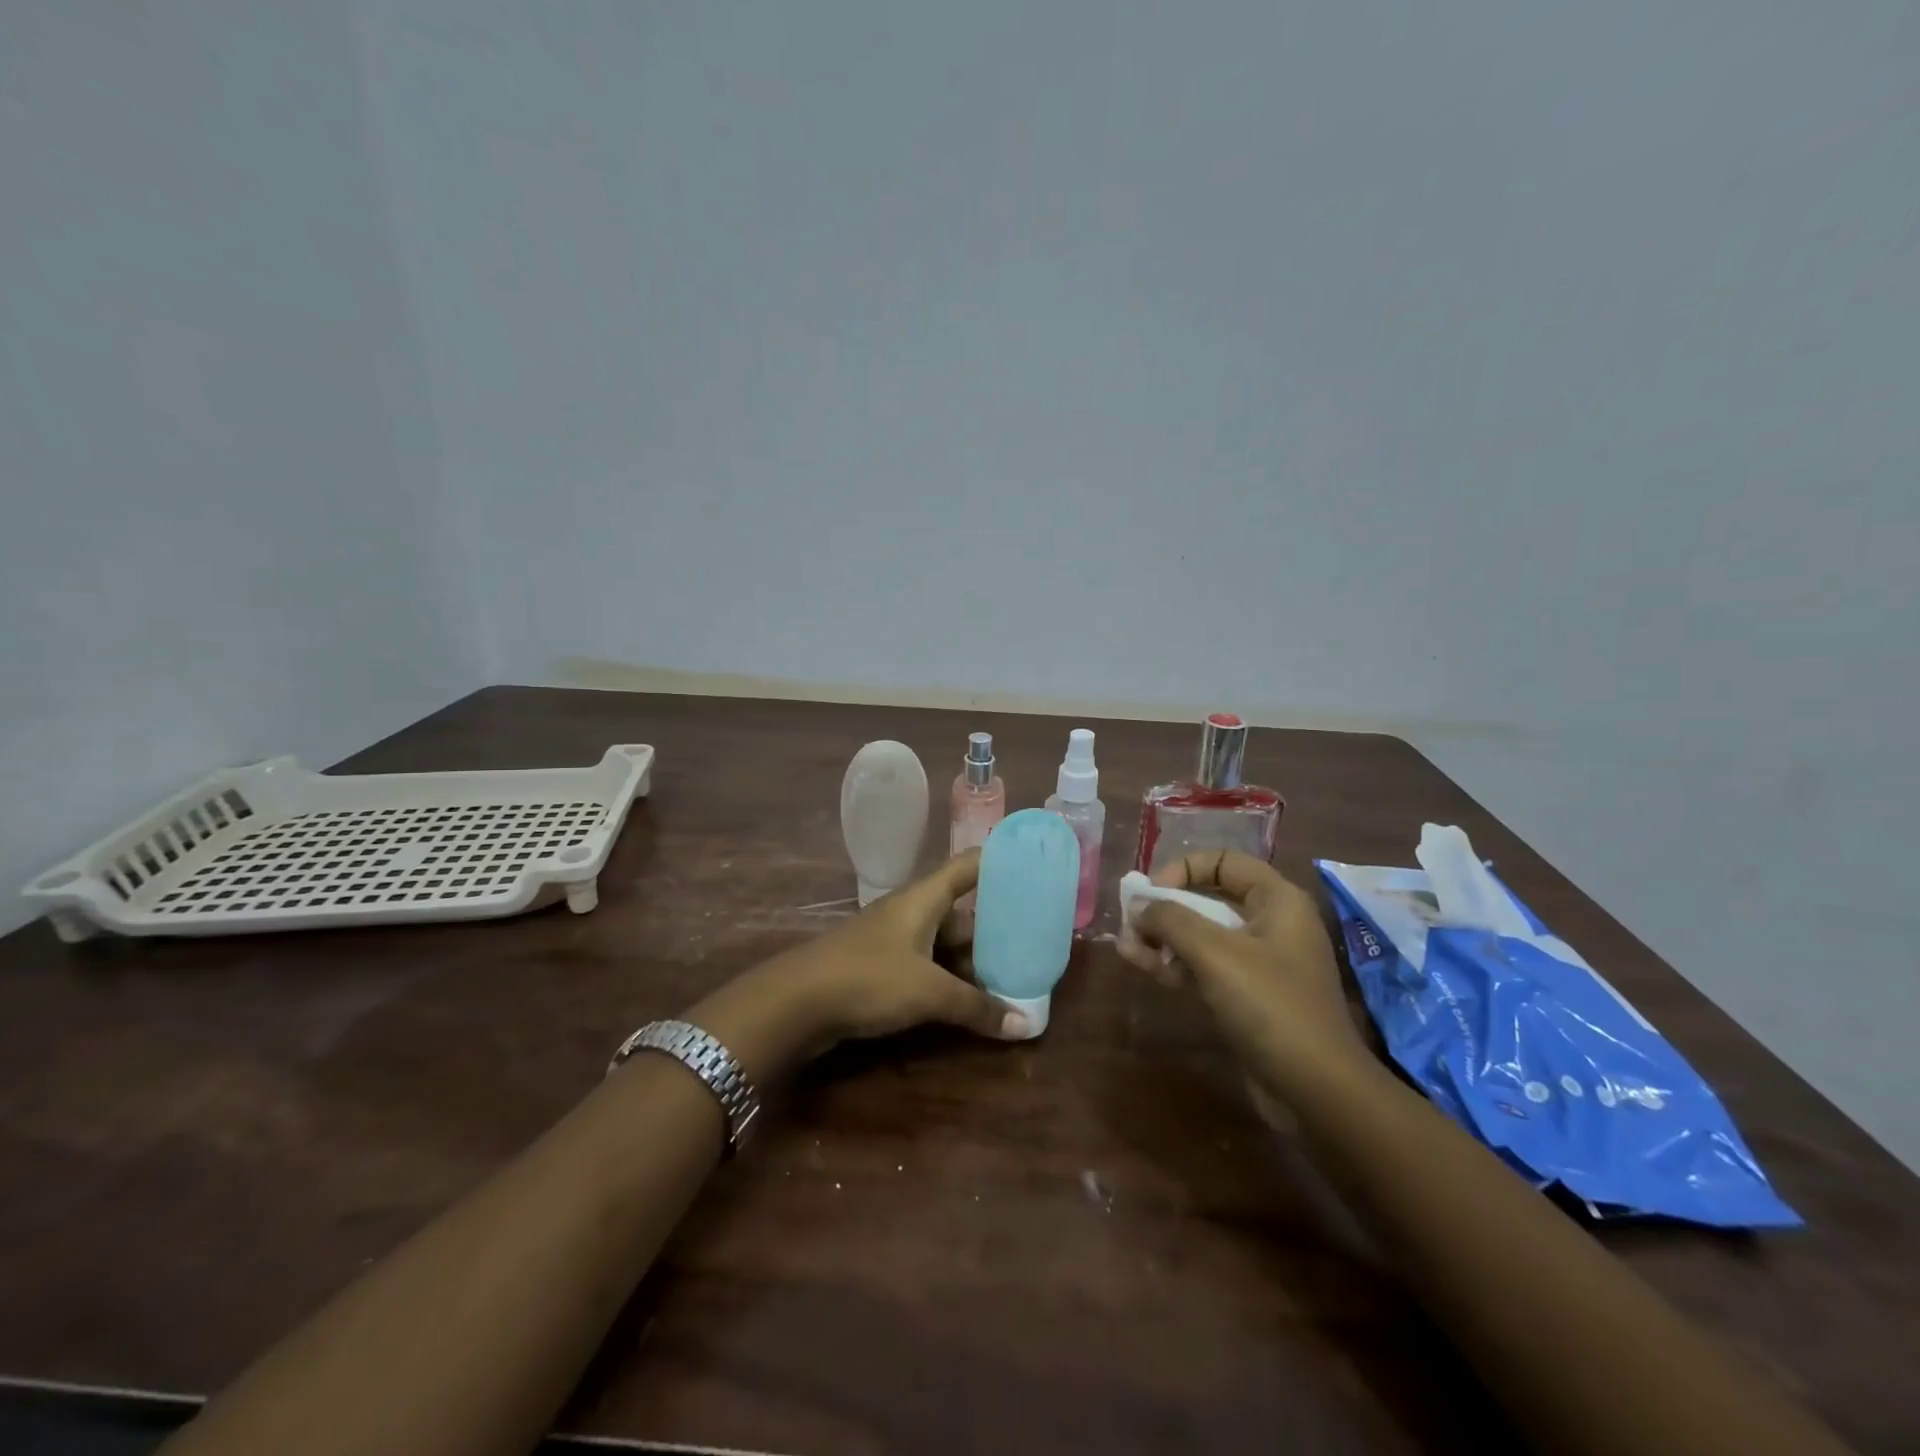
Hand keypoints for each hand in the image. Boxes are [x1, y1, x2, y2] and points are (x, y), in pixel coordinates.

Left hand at [766, 853, 1029, 1046]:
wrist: (795, 1002)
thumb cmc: (868, 978)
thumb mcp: (928, 992)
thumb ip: (977, 1007)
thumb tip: (1026, 1025)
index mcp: (924, 898)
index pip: (969, 865)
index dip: (1000, 860)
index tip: (1033, 865)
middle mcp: (911, 911)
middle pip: (961, 912)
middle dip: (994, 931)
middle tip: (1031, 946)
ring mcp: (893, 939)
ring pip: (944, 943)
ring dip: (971, 962)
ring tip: (1008, 981)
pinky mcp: (880, 966)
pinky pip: (925, 965)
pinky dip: (947, 979)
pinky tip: (967, 1002)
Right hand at [1128, 852, 1371, 1095]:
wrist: (1318, 1091)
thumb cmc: (1271, 1006)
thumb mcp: (1215, 954)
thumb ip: (1170, 920)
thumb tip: (1138, 906)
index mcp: (1277, 900)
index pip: (1224, 861)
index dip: (1183, 869)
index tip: (1151, 892)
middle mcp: (1270, 924)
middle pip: (1209, 898)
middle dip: (1165, 908)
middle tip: (1130, 922)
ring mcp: (1260, 963)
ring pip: (1202, 936)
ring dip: (1163, 938)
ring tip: (1126, 946)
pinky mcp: (1248, 997)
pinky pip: (1205, 967)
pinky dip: (1175, 964)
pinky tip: (1142, 964)